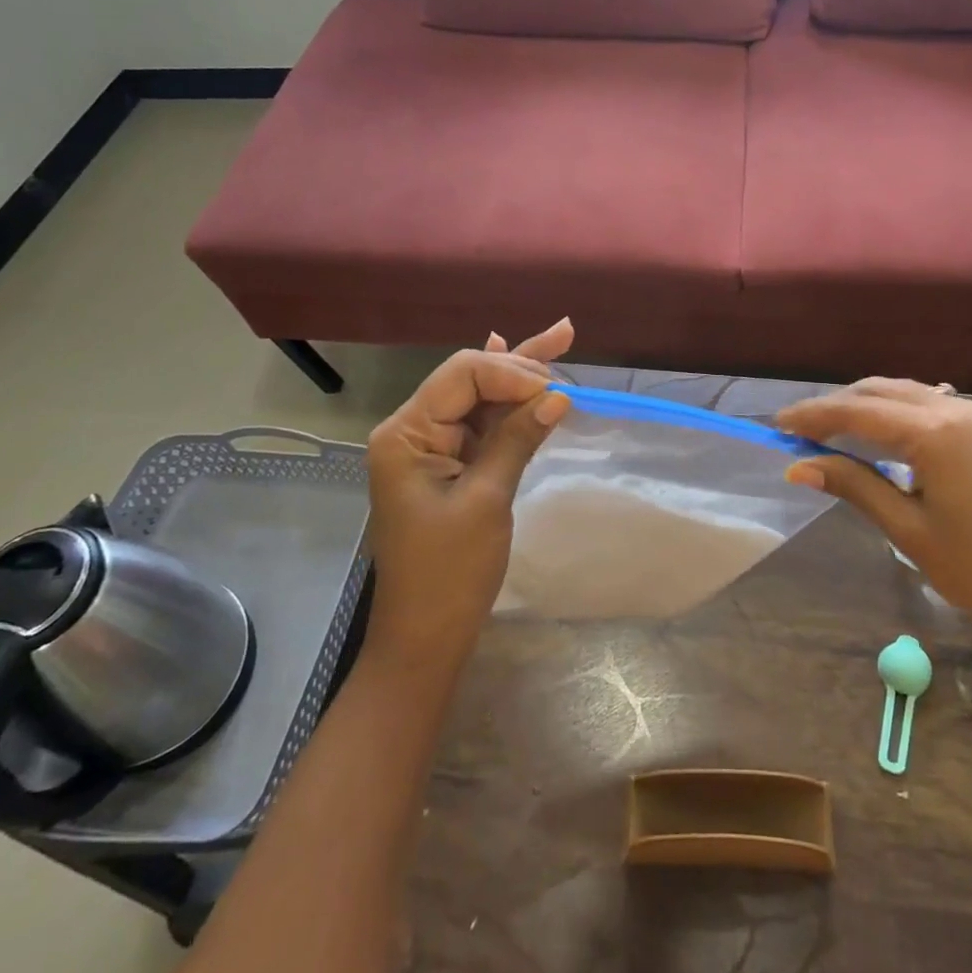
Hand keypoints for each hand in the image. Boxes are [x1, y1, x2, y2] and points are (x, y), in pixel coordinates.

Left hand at [363, 320, 573, 668]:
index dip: (511, 373)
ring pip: (481, 397)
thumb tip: (559, 396)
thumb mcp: (487, 500)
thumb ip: (517, 439)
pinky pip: (483, 423)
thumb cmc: (449, 573)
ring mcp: (432, 448)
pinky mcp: (452, 465)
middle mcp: (413, 430)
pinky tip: (517, 358)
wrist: (426, 636)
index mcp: (405, 434)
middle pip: (471, 378)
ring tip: (560, 335)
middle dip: (518, 363)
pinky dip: (508, 400)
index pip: (462, 375)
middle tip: (566, 344)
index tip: (556, 391)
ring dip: (520, 373)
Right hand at [777, 379, 971, 646]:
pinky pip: (930, 404)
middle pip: (882, 391)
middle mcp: (959, 409)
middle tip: (799, 429)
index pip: (859, 412)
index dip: (815, 416)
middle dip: (837, 405)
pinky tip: (878, 432)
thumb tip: (797, 467)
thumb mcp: (907, 528)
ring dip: (865, 405)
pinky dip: (895, 412)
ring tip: (830, 429)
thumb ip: (853, 485)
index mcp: (937, 433)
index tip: (779, 425)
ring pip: (906, 393)